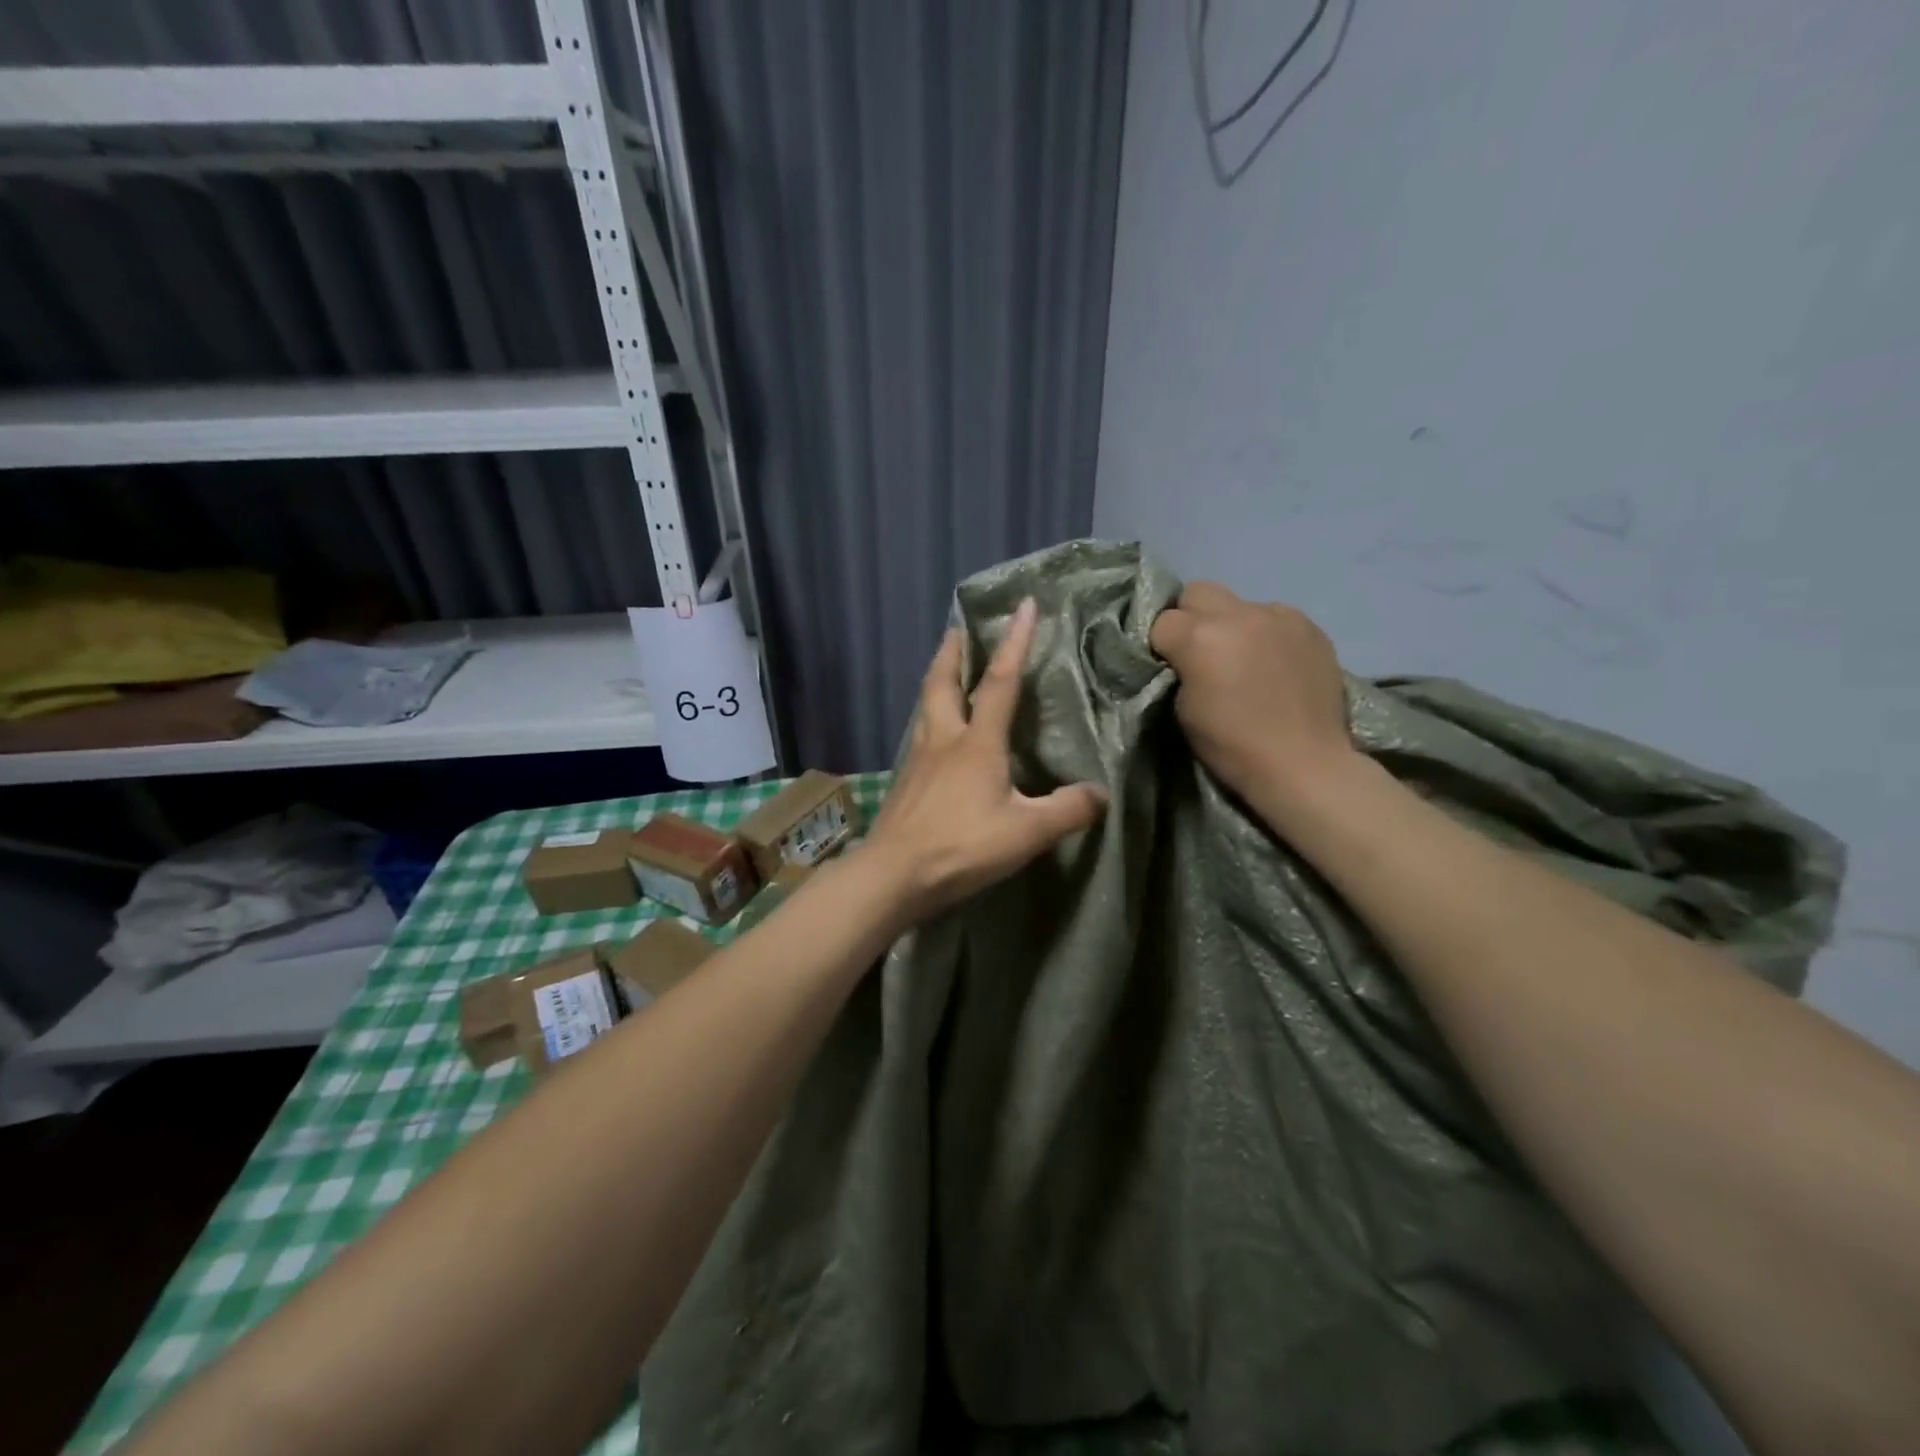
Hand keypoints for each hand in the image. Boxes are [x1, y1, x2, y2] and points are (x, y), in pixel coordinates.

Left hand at [866, 597, 1107, 921]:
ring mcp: (918, 760)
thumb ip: (1068, 811)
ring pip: (926, 706)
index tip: (1024, 605)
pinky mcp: (905, 782)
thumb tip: (1100, 795)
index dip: (1015, 642)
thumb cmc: (961, 846)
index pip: (1000, 681)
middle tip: (958, 628)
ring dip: (937, 680)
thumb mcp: (1027, 832)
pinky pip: (920, 735)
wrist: (894, 874)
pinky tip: (936, 733)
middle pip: (943, 682)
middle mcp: (944, 740)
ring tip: (946, 671)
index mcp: (977, 743)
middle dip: (953, 651)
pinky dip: (930, 717)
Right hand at [1148, 582, 1355, 804]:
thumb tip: (1185, 656)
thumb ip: (1180, 669)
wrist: (1303, 763)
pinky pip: (1275, 617)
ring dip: (1232, 625)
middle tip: (1199, 651)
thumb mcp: (1184, 710)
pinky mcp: (1309, 626)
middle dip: (1190, 617)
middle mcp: (1238, 614)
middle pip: (1197, 592)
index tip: (1168, 666)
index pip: (1161, 621)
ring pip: (1239, 603)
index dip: (1160, 644)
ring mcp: (1278, 616)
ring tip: (1244, 658)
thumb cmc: (1232, 745)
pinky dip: (1266, 634)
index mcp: (1199, 637)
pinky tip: (1274, 663)